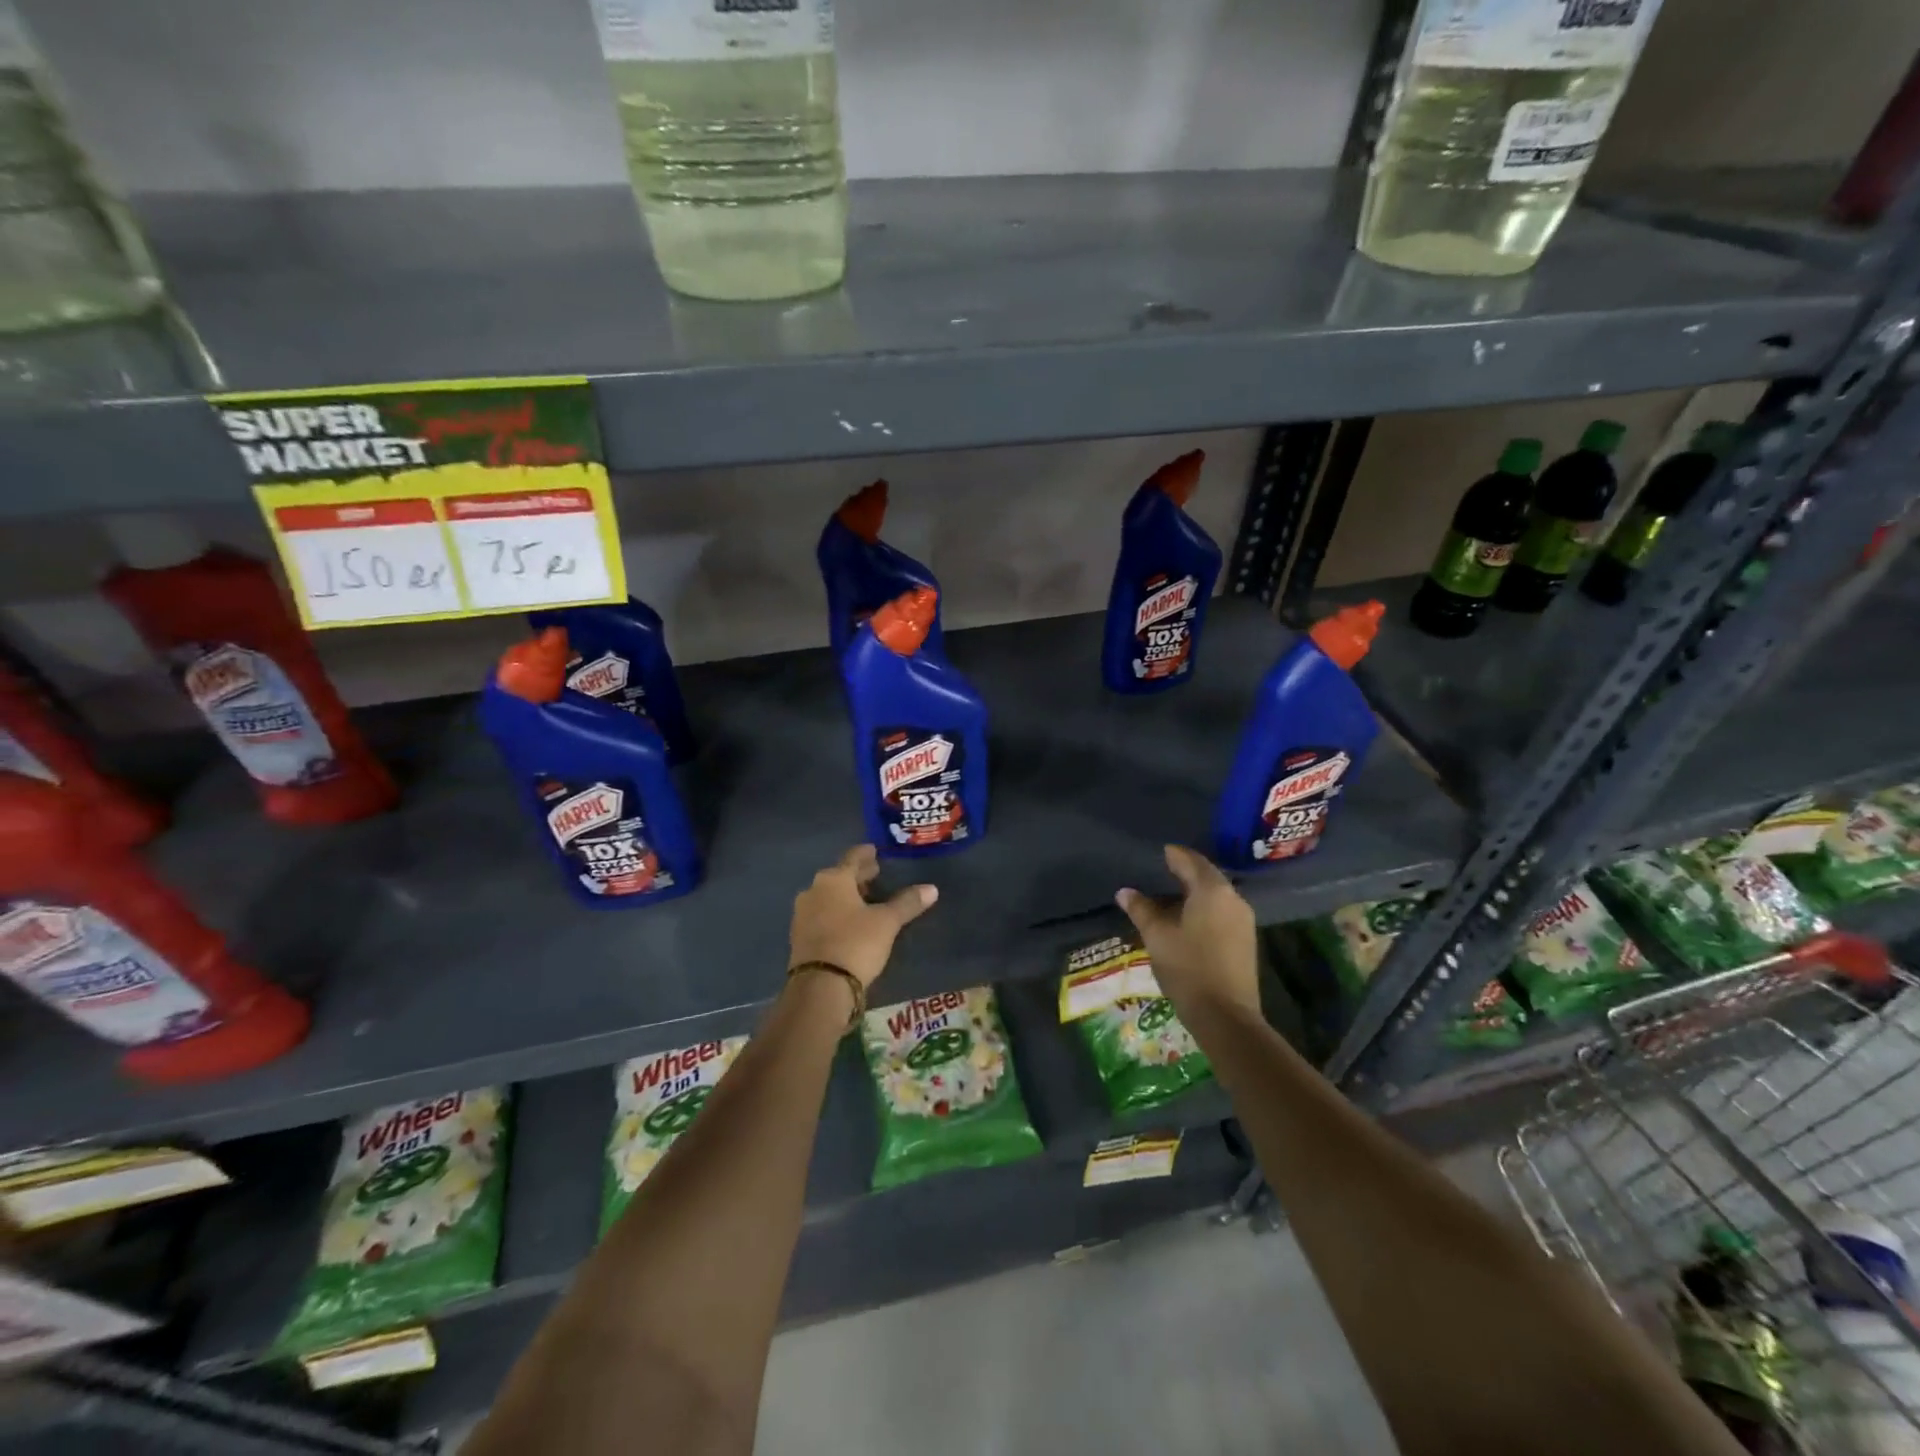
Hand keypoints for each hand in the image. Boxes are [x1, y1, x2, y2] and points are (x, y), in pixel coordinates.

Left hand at [788, 844, 937, 989]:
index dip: (865, 854)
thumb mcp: (887, 922)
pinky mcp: (799, 937)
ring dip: (846, 896)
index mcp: (833, 879)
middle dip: (857, 876)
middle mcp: (813, 891)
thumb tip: (932, 888)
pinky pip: (821, 915)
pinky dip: (836, 913)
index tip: (874, 851)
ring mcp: (802, 914)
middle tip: (875, 874)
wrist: (820, 986)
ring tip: (865, 900)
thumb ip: (907, 903)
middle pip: (839, 877)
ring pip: (828, 896)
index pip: (852, 858)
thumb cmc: (856, 943)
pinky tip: (849, 922)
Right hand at [1116, 845, 1259, 1017]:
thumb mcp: (1157, 936)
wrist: (1226, 1016)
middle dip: (1185, 872)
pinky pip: (1221, 911)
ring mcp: (1243, 920)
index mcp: (1212, 890)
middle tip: (1161, 870)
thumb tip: (1125, 892)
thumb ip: (1141, 909)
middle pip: (1206, 876)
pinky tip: (1187, 919)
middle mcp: (1233, 899)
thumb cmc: (1188, 968)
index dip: (1173, 855)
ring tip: (1169, 896)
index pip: (1191, 861)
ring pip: (1215, 895)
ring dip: (1194, 892)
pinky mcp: (1245, 940)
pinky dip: (1203, 908)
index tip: (1159, 852)